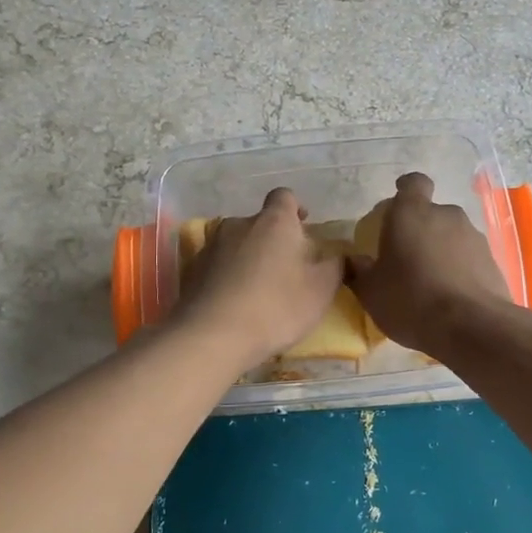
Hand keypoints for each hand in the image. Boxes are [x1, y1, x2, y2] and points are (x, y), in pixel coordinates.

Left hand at [174, 188, 343, 365]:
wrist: (213, 335)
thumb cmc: (276, 306)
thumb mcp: (321, 290)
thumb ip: (335, 266)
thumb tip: (340, 255)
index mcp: (274, 221)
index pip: (284, 196)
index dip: (295, 209)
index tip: (303, 227)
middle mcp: (239, 224)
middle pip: (259, 222)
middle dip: (272, 239)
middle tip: (286, 268)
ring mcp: (211, 246)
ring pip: (236, 244)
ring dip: (247, 257)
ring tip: (258, 289)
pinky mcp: (191, 270)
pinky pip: (216, 266)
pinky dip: (226, 276)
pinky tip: (234, 302)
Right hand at [347, 173, 510, 353]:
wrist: (471, 327)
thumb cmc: (410, 299)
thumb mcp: (371, 292)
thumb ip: (359, 271)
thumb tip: (353, 262)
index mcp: (411, 213)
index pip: (413, 183)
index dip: (406, 189)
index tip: (398, 203)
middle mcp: (446, 215)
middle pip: (432, 213)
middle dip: (420, 230)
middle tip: (407, 257)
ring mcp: (473, 237)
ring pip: (452, 236)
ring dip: (441, 250)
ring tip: (430, 281)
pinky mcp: (492, 261)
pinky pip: (469, 258)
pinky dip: (460, 269)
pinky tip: (451, 296)